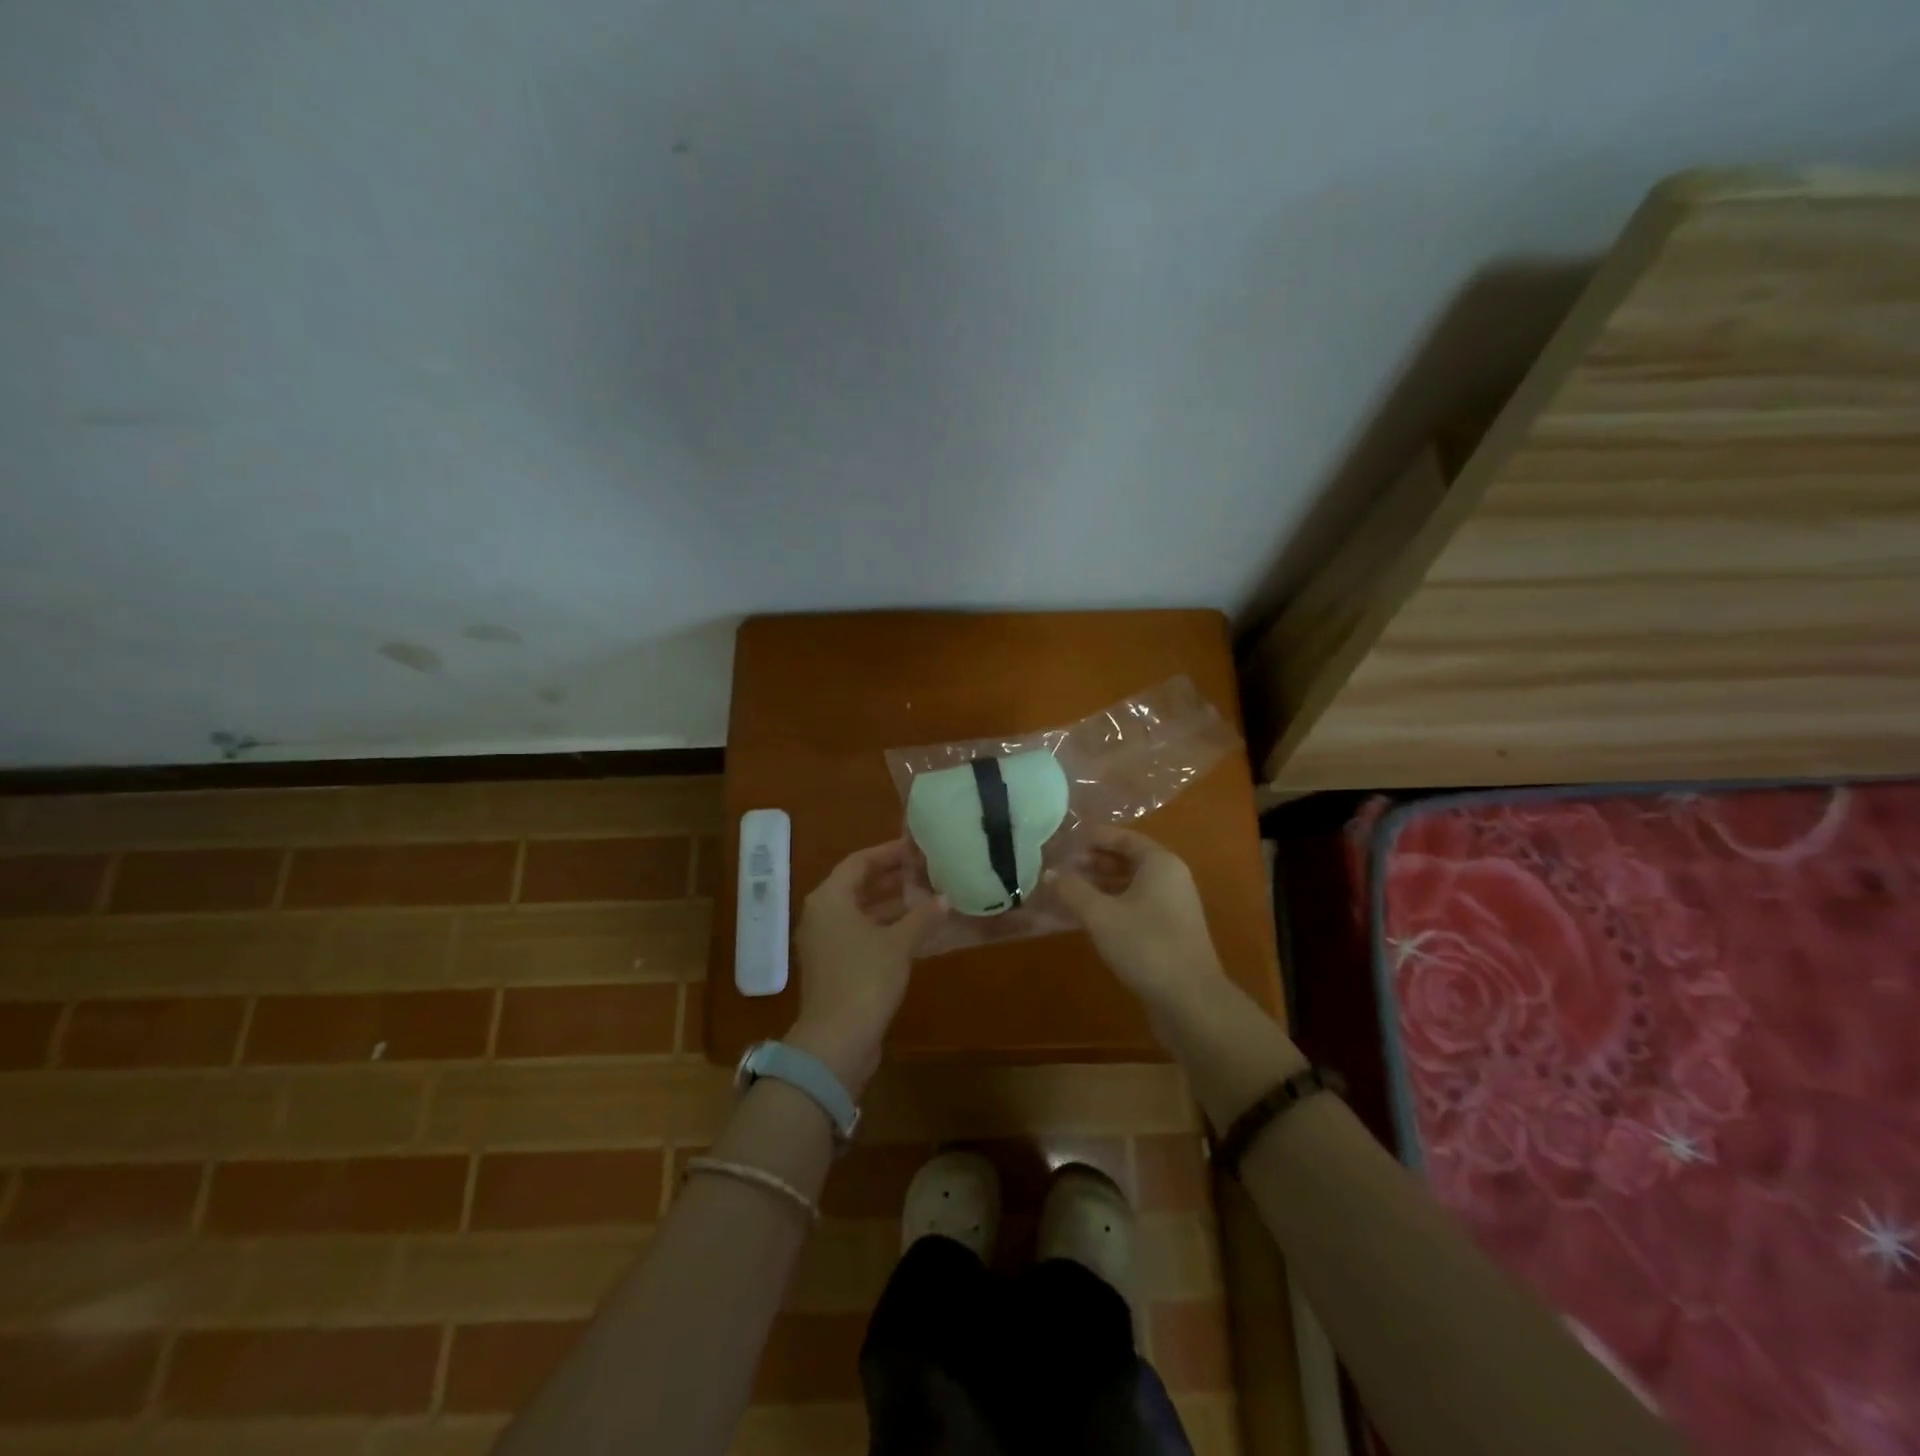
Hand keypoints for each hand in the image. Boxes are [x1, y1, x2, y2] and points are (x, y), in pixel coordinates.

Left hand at [788, 841, 945, 1095]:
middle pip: (858, 885)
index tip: (917, 847)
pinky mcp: (834, 966)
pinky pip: (860, 933)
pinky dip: (885, 927)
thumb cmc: (865, 979)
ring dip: (891, 904)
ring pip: (860, 911)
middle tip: (926, 870)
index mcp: (830, 899)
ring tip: (927, 895)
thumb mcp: (899, 943)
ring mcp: (825, 942)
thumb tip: (945, 898)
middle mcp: (822, 915)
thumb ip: (922, 916)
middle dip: (892, 878)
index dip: (888, 852)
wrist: (837, 1040)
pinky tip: (916, 930)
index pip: (859, 862)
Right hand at [1051, 827, 1228, 1013]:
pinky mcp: (1168, 931)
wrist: (1191, 1001)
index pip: (1122, 837)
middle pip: (1125, 859)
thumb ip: (1073, 889)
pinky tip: (1084, 918)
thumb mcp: (1101, 915)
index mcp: (1160, 863)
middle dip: (1090, 862)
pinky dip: (1109, 905)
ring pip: (1128, 885)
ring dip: (1097, 886)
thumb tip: (1049, 873)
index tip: (1061, 843)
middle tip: (1057, 869)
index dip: (1090, 837)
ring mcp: (1171, 906)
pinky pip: (1133, 906)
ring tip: (1064, 892)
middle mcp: (1170, 878)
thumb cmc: (1146, 946)